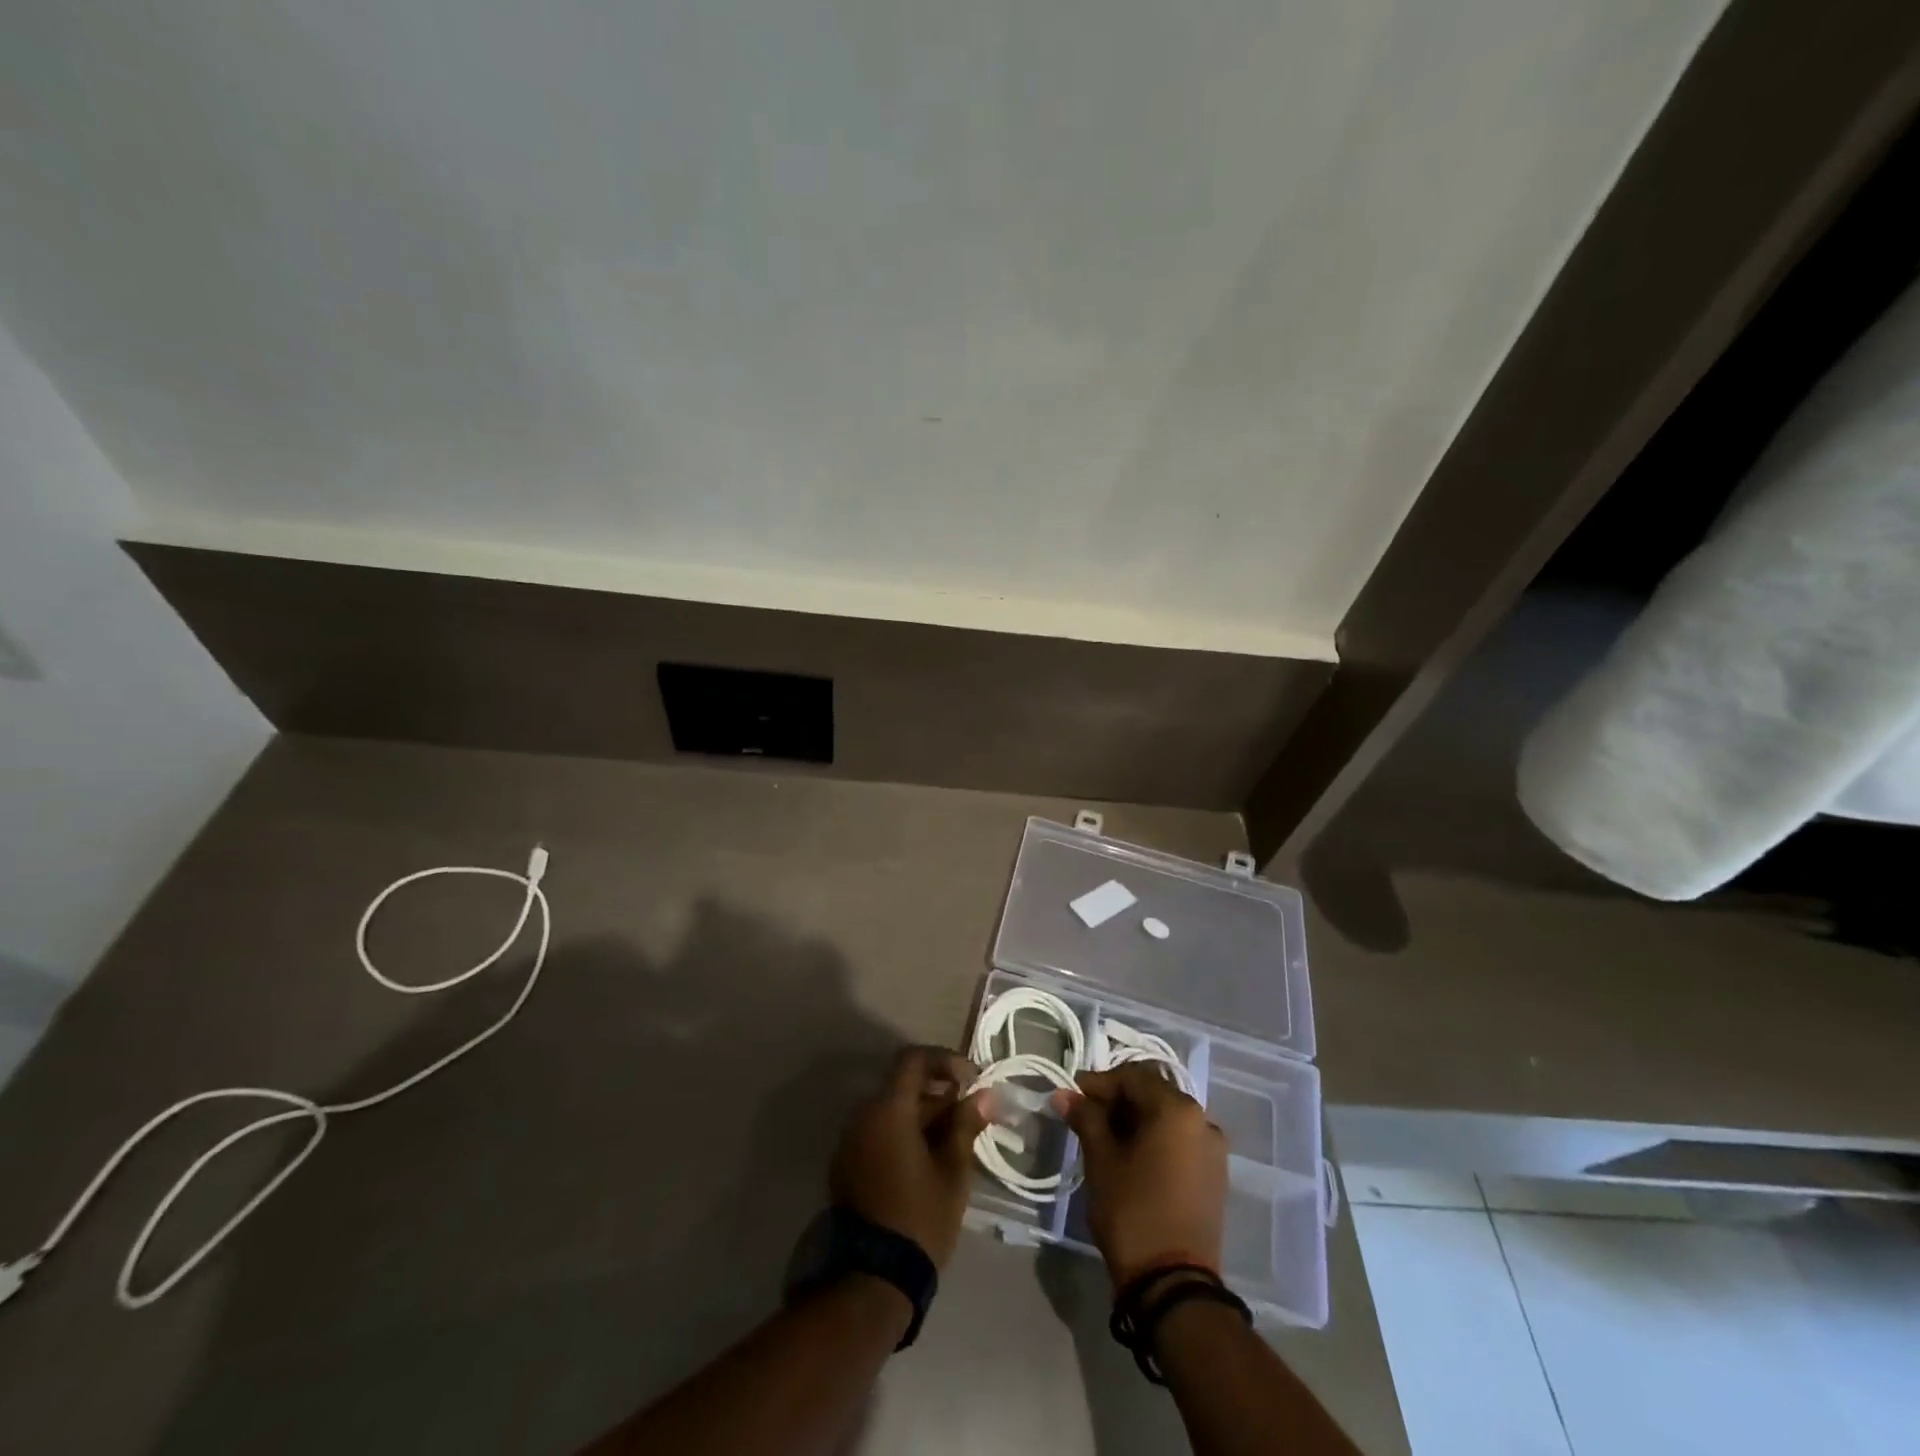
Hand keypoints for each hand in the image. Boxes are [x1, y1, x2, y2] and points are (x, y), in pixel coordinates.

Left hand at [830, 1046, 988, 1268]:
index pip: (913, 1060)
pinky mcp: (847, 1165)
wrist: (872, 1279)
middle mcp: (863, 1116)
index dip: (945, 1060)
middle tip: (970, 1112)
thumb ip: (966, 1126)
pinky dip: (904, 1132)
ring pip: (891, 1110)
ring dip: (922, 1113)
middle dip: (938, 1091)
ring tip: (955, 1138)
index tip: (971, 1078)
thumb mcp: (952, 1172)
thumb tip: (985, 1095)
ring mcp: (851, 1141)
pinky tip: (929, 1157)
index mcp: (888, 1110)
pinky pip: (879, 1131)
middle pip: (902, 1085)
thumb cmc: (919, 1218)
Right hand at [1057, 1064, 1227, 1289]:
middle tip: (1086, 1114)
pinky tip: (1131, 1155)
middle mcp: (1202, 1120)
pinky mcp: (1214, 1175)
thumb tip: (1065, 1094)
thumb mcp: (1101, 1160)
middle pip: (1153, 1093)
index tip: (1072, 1095)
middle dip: (1118, 1099)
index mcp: (1177, 1109)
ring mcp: (1213, 1149)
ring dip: (1136, 1119)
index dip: (1099, 1082)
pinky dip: (1155, 1139)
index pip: (1132, 1077)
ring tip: (1105, 1136)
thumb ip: (1086, 1118)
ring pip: (1167, 1117)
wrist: (1174, 1285)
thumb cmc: (1133, 1211)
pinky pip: (1180, 1140)